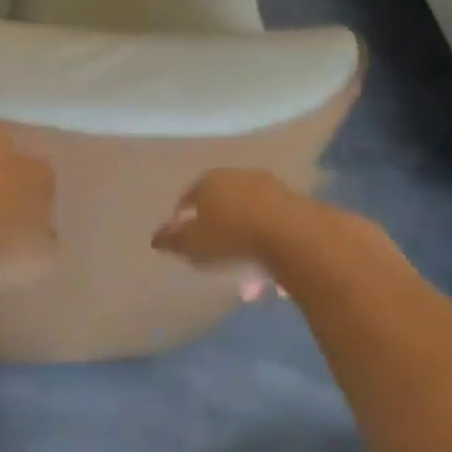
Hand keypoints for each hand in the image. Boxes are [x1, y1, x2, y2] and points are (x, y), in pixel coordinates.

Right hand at [152, 169, 305, 298]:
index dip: (182, 217)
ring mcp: (270, 188)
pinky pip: (272, 227)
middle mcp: (238, 176)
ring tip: (244, 275)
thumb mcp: (193, 244)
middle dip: (217, 230)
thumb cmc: (231, 236)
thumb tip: (156, 237)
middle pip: (221, 204)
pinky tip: (269, 273)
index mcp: (209, 181)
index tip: (181, 239)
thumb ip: (172, 241)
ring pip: (249, 216)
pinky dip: (266, 245)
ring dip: (244, 242)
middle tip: (213, 256)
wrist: (292, 235)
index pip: (189, 196)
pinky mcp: (296, 204)